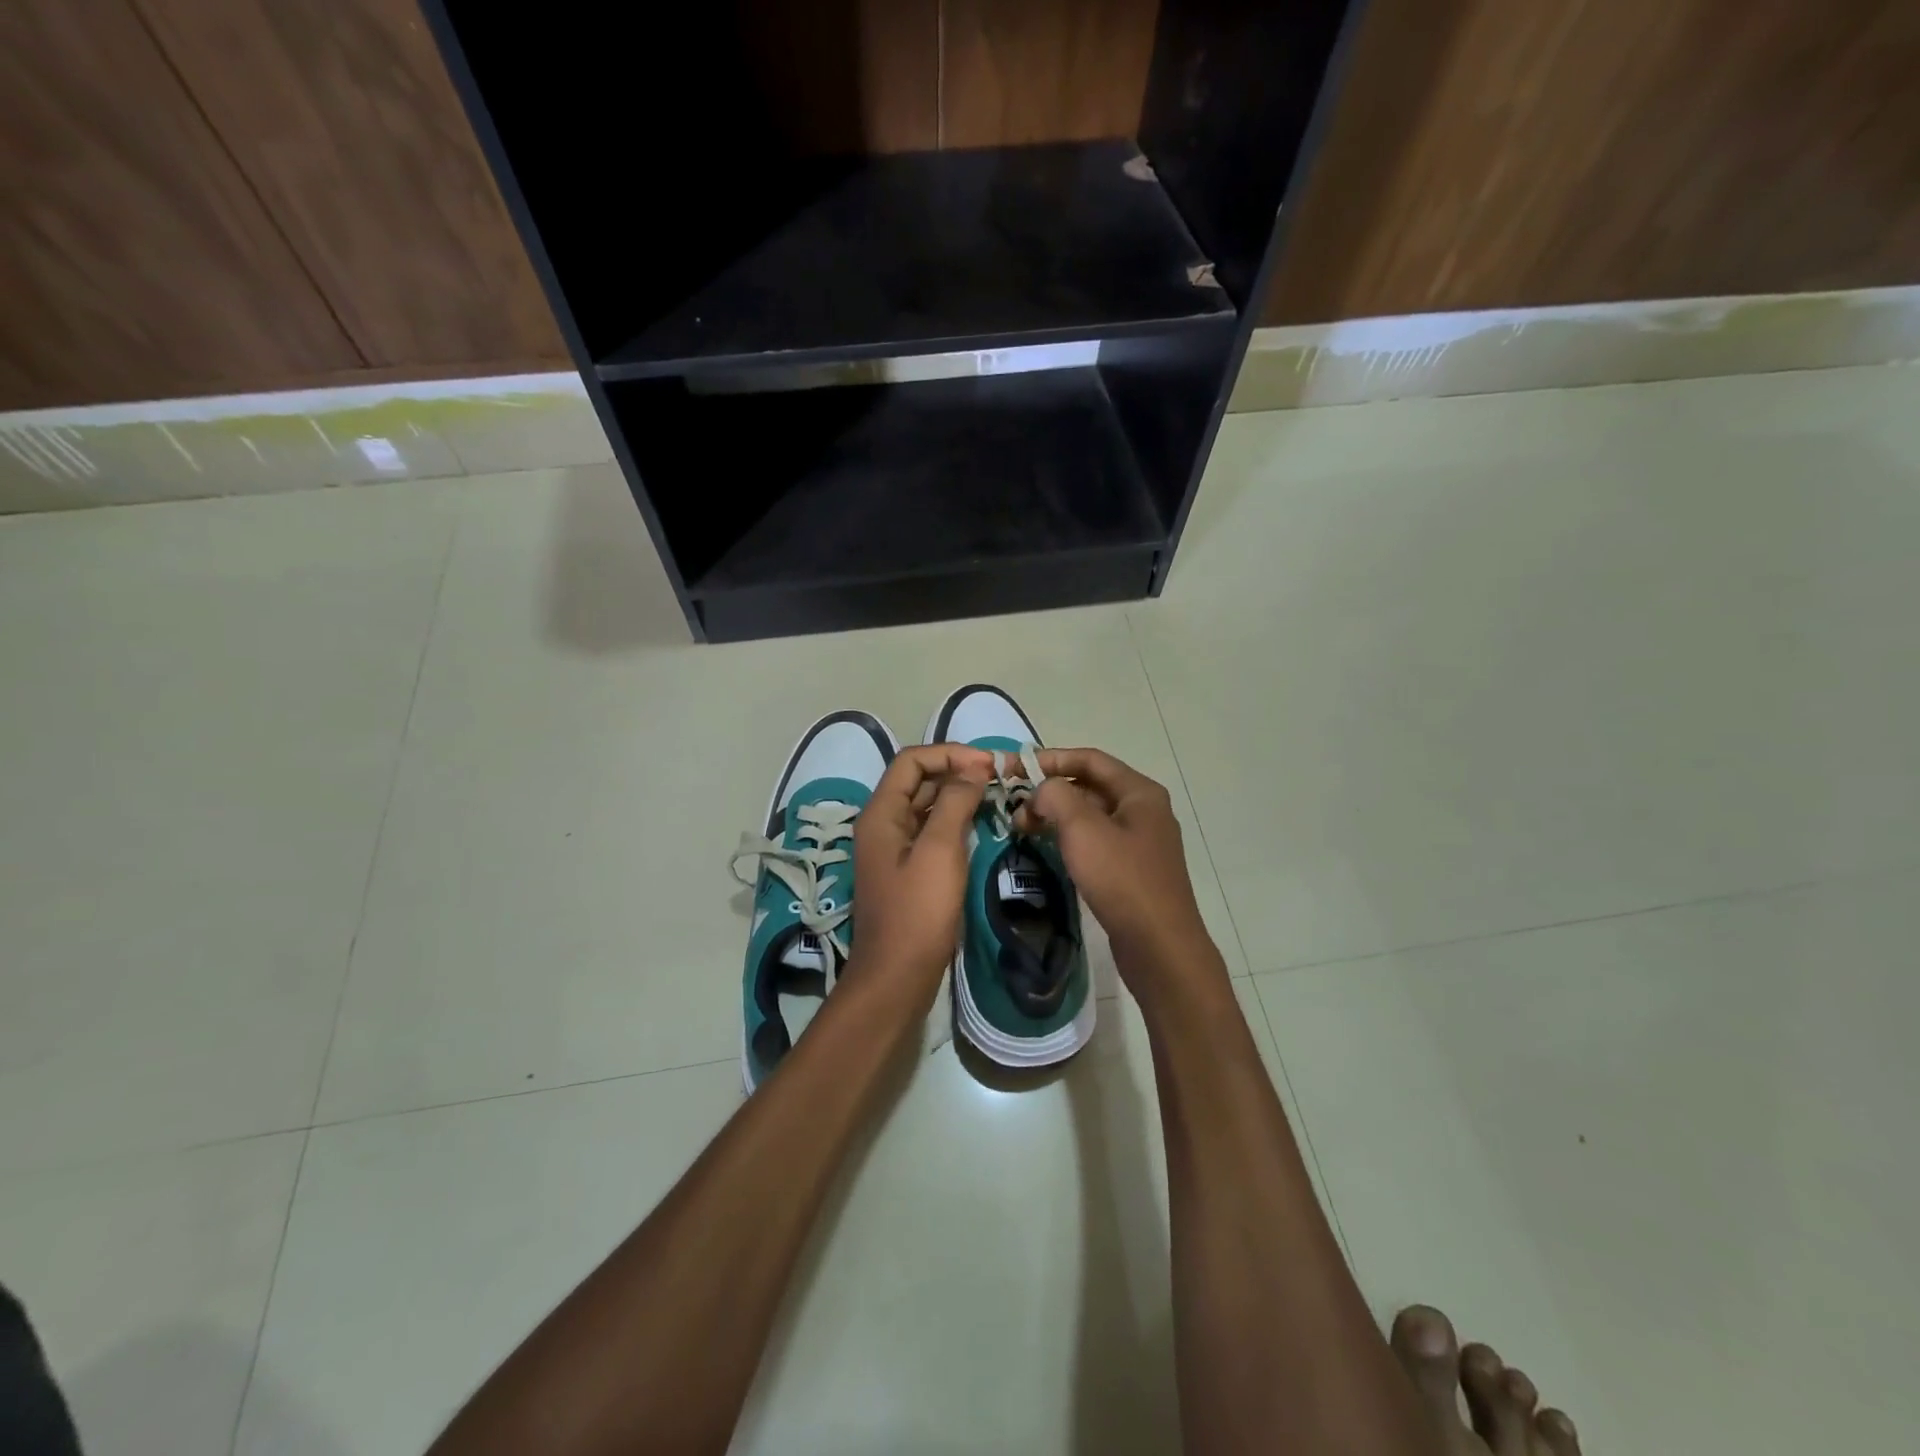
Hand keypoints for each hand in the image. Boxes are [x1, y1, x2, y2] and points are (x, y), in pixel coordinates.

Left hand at [850, 743, 992, 1010]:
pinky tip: (980, 827)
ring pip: (926, 807)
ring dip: (957, 797)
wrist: (897, 978)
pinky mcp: (907, 871)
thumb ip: (954, 803)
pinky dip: (954, 822)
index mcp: (881, 814)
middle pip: (918, 781)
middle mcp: (883, 825)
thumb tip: (973, 769)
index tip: (989, 765)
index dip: (949, 754)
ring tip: (995, 798)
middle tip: (999, 779)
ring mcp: (894, 850)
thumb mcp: (940, 851)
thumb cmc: (918, 913)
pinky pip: (931, 833)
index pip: (911, 761)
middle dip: (956, 772)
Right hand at [1020, 748, 1223, 1001]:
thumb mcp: (1082, 829)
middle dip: (1050, 792)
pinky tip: (1047, 850)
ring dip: (1056, 816)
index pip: (1089, 759)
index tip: (1013, 768)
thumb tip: (1042, 791)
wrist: (1159, 946)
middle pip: (1090, 786)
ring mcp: (1140, 841)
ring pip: (1090, 816)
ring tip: (1023, 830)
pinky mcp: (1132, 869)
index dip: (1049, 759)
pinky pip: (1095, 841)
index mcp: (1139, 792)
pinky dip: (1069, 839)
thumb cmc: (1121, 879)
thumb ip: (1056, 796)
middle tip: (1014, 809)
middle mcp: (1143, 810)